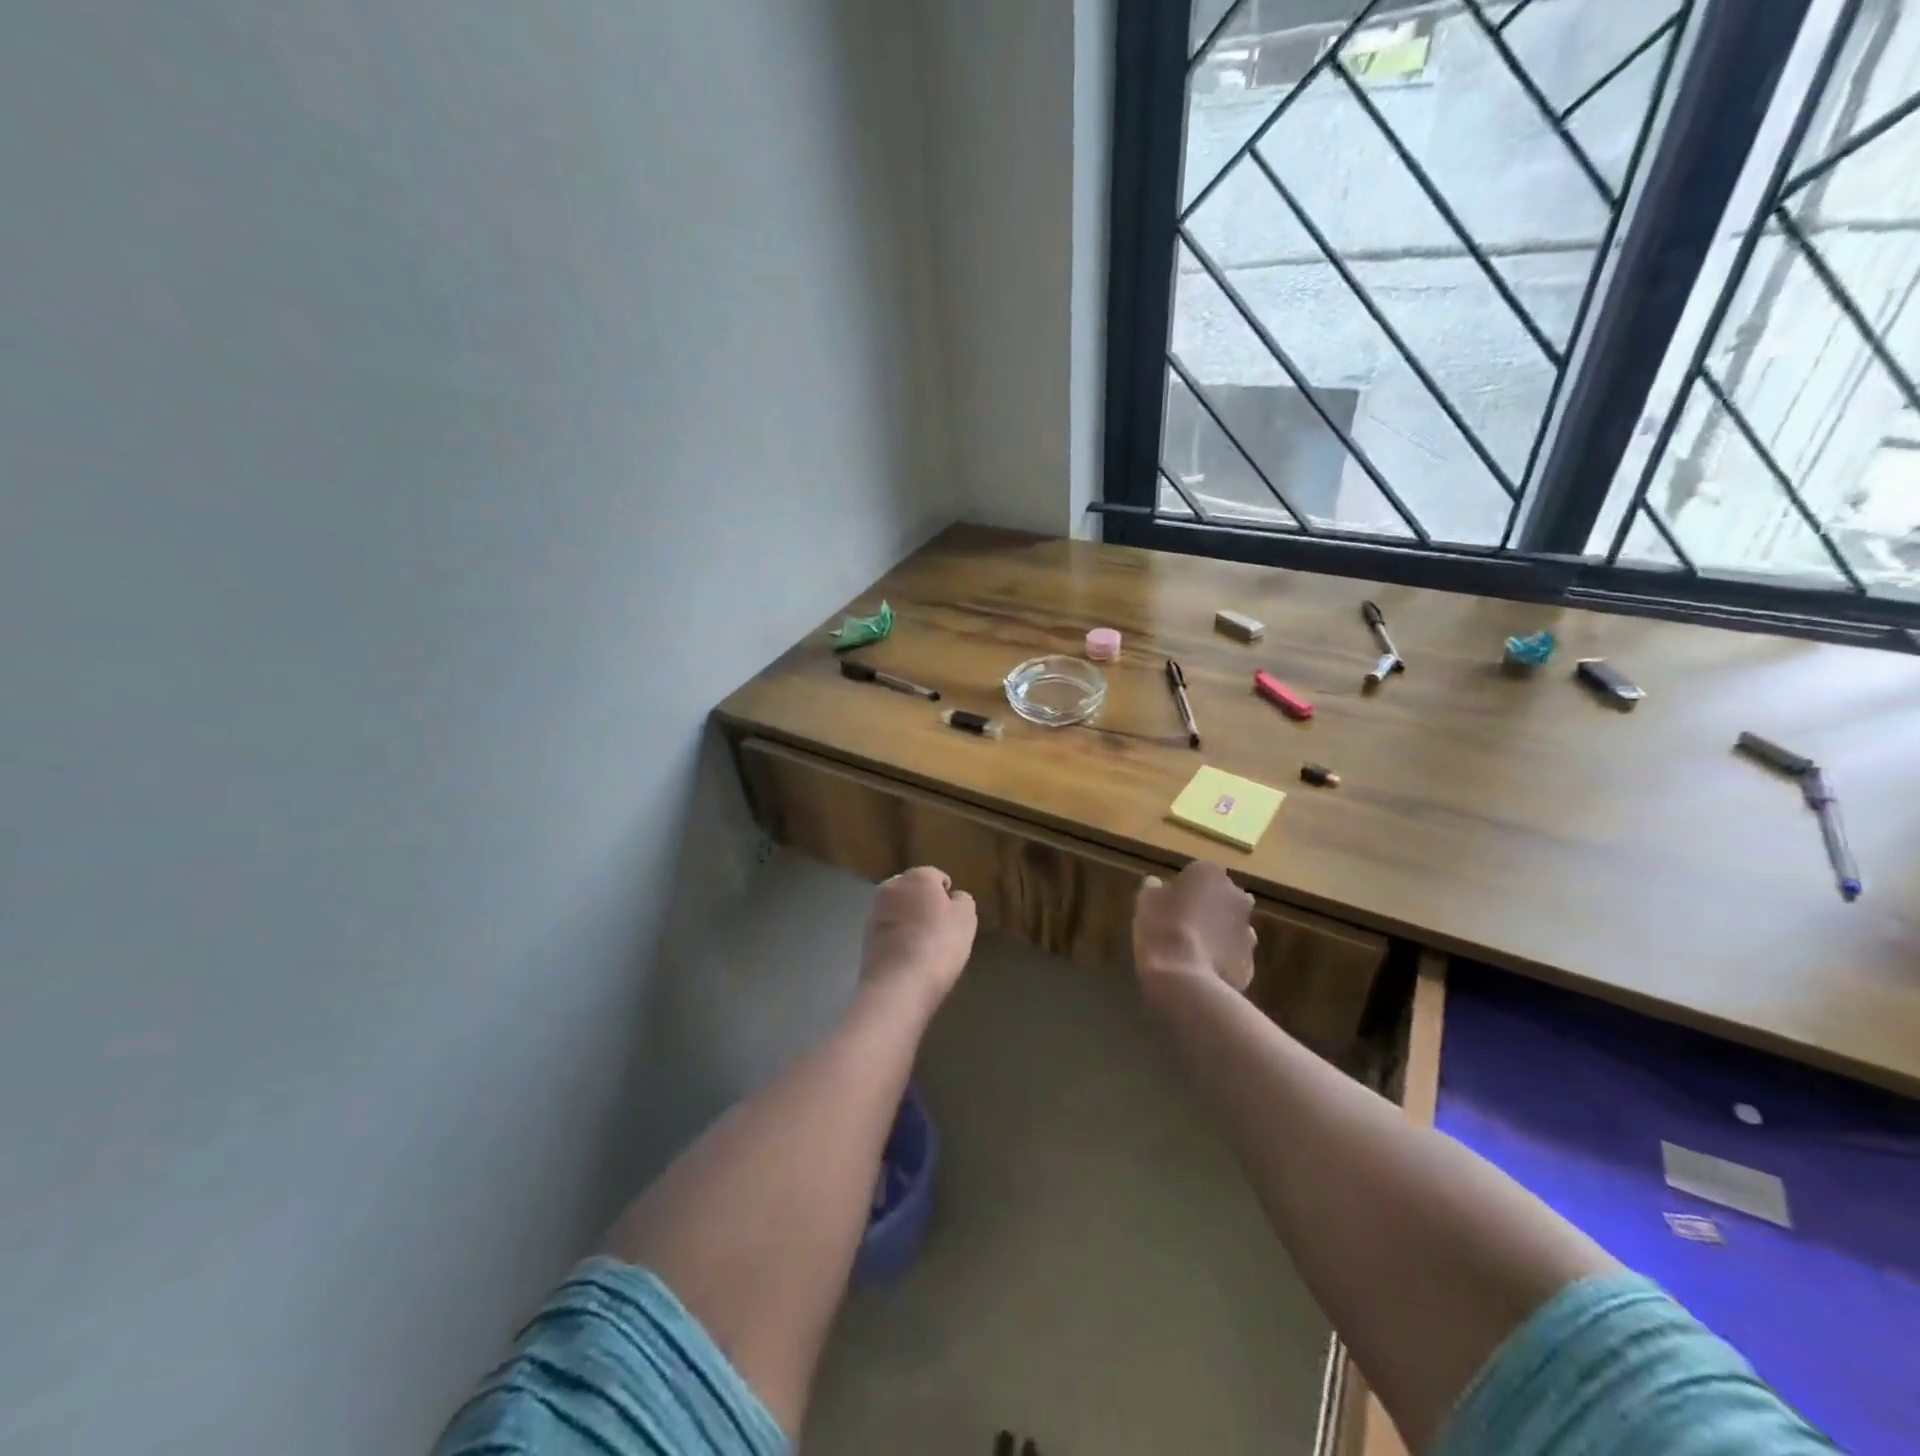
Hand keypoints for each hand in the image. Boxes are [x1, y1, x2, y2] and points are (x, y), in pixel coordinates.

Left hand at [859, 867, 977, 1007]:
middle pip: (912, 889)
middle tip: (938, 927)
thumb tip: (953, 897)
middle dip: (923, 902)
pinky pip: (887, 929)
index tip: (954, 915)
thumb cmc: (940, 944)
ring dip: (907, 919)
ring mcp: (874, 911)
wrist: (898, 984)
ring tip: (922, 944)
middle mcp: (892, 887)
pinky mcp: (864, 936)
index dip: (947, 894)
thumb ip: (963, 901)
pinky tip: (906, 955)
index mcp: (918, 877)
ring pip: (897, 909)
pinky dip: (896, 936)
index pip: (935, 876)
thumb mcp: (966, 919)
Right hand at [1133, 861, 1256, 991]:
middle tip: (1181, 925)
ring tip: (1191, 952)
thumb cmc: (1161, 928)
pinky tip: (1201, 970)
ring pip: (1230, 927)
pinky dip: (1222, 959)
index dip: (1183, 889)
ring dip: (1216, 934)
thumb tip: (1158, 886)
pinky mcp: (1251, 962)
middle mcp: (1236, 896)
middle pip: (1221, 898)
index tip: (1169, 904)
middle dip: (1207, 909)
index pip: (1198, 874)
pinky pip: (1233, 954)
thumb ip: (1155, 889)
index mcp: (1210, 874)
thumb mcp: (1145, 901)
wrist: (1185, 979)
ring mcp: (1248, 930)